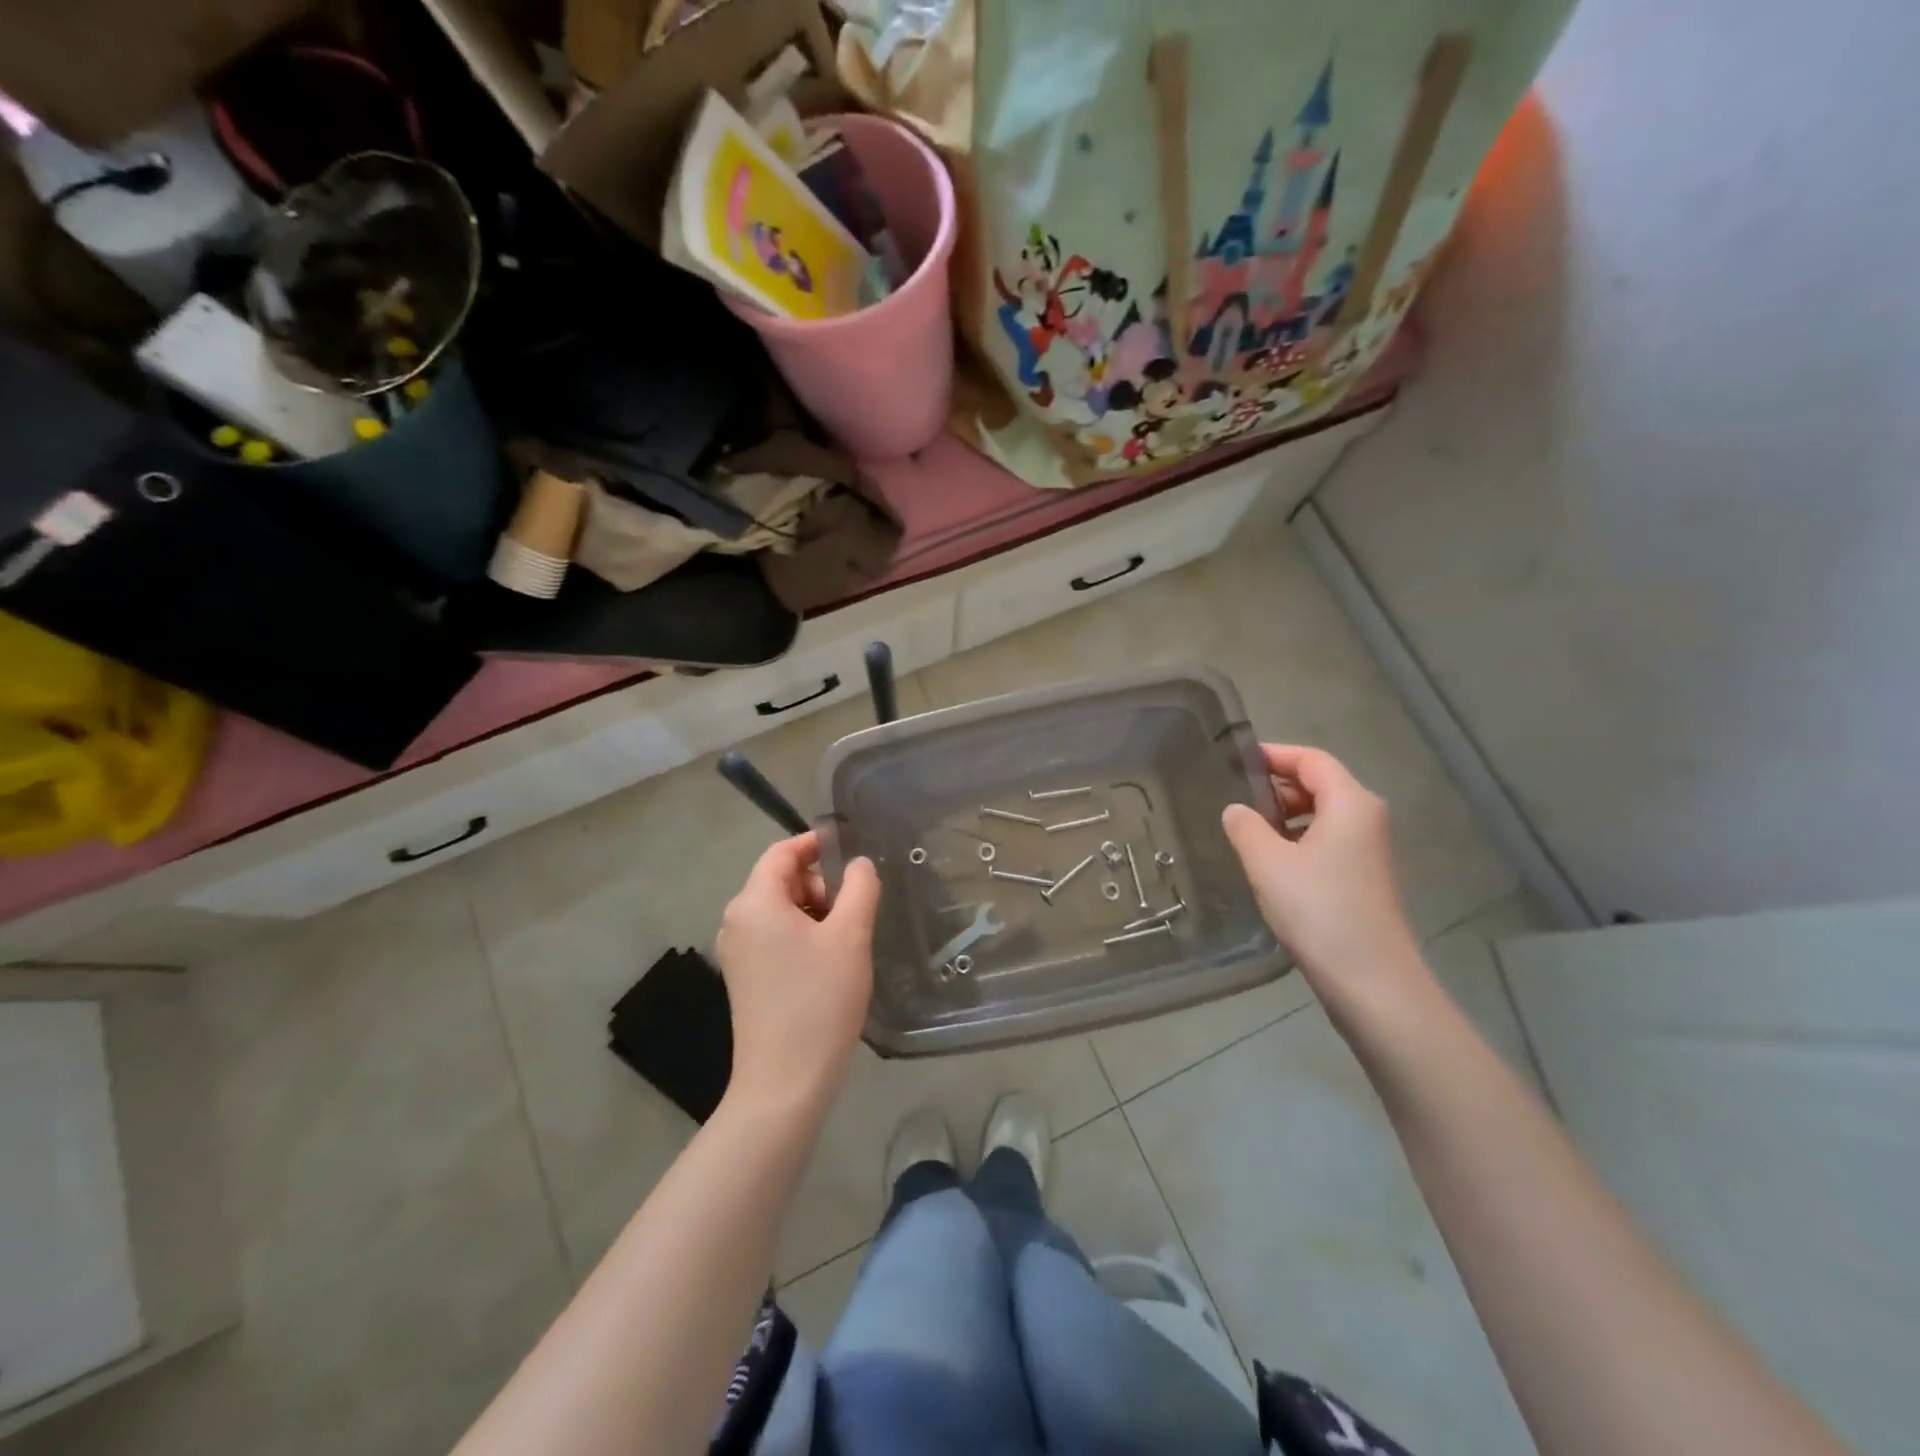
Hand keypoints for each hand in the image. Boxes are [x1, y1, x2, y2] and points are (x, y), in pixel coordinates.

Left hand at [713, 833, 880, 1112]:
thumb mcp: (850, 936)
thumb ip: (859, 888)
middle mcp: (736, 921)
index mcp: (754, 902)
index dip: (815, 845)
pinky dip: (802, 936)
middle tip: (854, 911)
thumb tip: (858, 864)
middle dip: (819, 885)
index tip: (850, 852)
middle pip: (780, 880)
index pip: (781, 853)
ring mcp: (737, 952)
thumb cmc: (819, 1000)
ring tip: (846, 942)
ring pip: (780, 911)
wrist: (785, 1082)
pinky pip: (774, 938)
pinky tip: (828, 965)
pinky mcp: (745, 978)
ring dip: (815, 913)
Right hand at [1221, 745, 1427, 1015]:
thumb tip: (1235, 809)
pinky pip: (1328, 840)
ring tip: (1246, 829)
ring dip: (1285, 814)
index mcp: (1351, 803)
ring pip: (1323, 814)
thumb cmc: (1318, 910)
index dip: (1273, 754)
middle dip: (1277, 785)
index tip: (1234, 760)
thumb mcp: (1268, 863)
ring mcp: (1369, 849)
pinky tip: (1270, 861)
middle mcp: (1367, 818)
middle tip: (1234, 796)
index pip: (1311, 759)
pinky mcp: (1364, 877)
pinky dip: (1298, 838)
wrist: (1371, 981)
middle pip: (1320, 783)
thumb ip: (1245, 827)